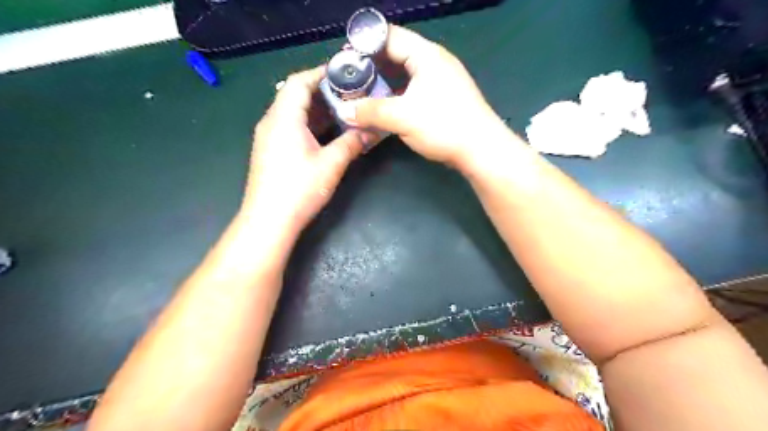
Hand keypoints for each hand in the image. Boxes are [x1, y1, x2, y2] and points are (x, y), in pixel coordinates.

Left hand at [241, 66, 370, 236]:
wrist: (268, 221)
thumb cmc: (299, 189)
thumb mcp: (331, 164)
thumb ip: (352, 143)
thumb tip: (371, 131)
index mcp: (284, 118)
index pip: (299, 81)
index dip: (320, 73)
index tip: (344, 73)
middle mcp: (271, 122)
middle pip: (294, 94)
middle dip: (322, 91)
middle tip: (350, 94)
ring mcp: (268, 137)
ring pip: (292, 112)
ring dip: (316, 109)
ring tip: (343, 110)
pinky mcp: (270, 150)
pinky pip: (289, 126)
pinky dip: (308, 123)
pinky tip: (326, 132)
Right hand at [341, 26, 507, 169]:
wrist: (480, 150)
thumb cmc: (443, 126)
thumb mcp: (402, 117)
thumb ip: (370, 112)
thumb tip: (344, 111)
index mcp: (426, 55)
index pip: (390, 37)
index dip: (365, 45)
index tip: (345, 59)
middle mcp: (434, 62)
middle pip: (397, 54)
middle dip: (372, 65)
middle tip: (350, 79)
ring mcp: (440, 80)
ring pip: (405, 74)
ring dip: (384, 82)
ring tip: (362, 93)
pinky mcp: (442, 98)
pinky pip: (413, 89)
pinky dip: (397, 95)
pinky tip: (384, 106)